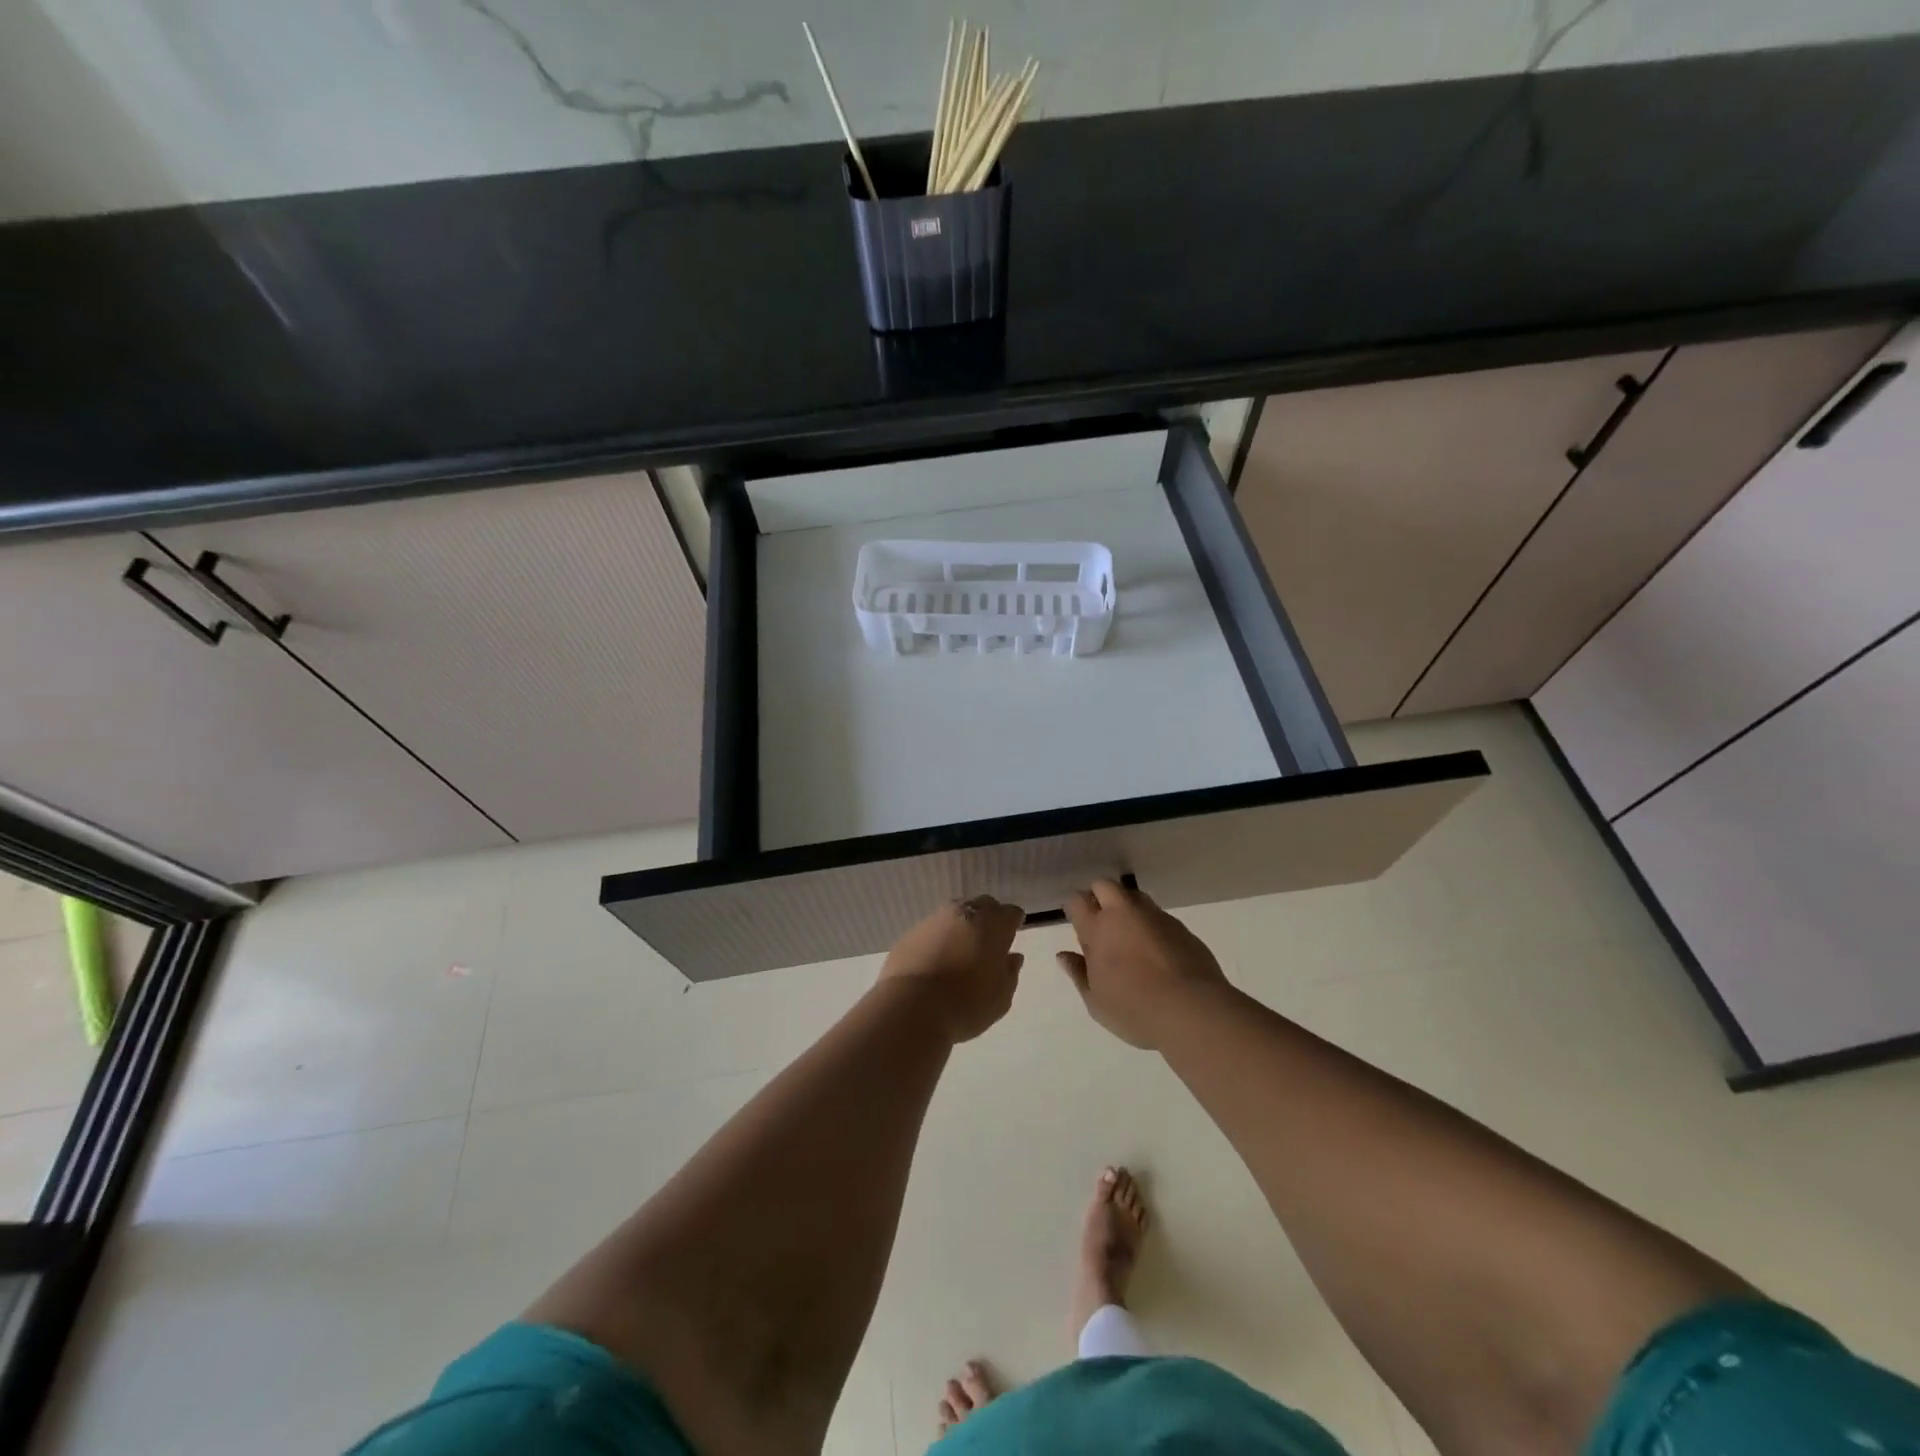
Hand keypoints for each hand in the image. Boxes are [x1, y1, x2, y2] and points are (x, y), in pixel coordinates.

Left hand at [879, 896, 1025, 1042]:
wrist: (912, 1007)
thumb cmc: (967, 1003)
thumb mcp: (1001, 996)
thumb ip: (1009, 972)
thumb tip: (1012, 957)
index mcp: (993, 924)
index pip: (1011, 913)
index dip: (1013, 924)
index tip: (1010, 938)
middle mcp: (964, 913)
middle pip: (983, 906)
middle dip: (988, 919)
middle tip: (988, 943)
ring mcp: (934, 919)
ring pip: (955, 913)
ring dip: (962, 926)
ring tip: (962, 951)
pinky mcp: (911, 932)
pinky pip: (932, 929)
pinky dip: (939, 938)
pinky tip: (937, 959)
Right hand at [1059, 879, 1230, 1048]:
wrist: (1193, 1010)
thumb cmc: (1135, 1010)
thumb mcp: (1096, 1001)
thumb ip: (1078, 973)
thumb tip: (1063, 955)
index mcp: (1098, 929)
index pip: (1077, 900)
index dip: (1074, 907)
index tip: (1075, 921)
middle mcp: (1124, 913)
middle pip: (1104, 885)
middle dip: (1098, 896)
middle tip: (1100, 922)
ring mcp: (1155, 917)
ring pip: (1134, 896)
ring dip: (1126, 906)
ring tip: (1128, 934)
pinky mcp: (1180, 926)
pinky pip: (1158, 915)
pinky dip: (1150, 925)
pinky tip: (1155, 950)